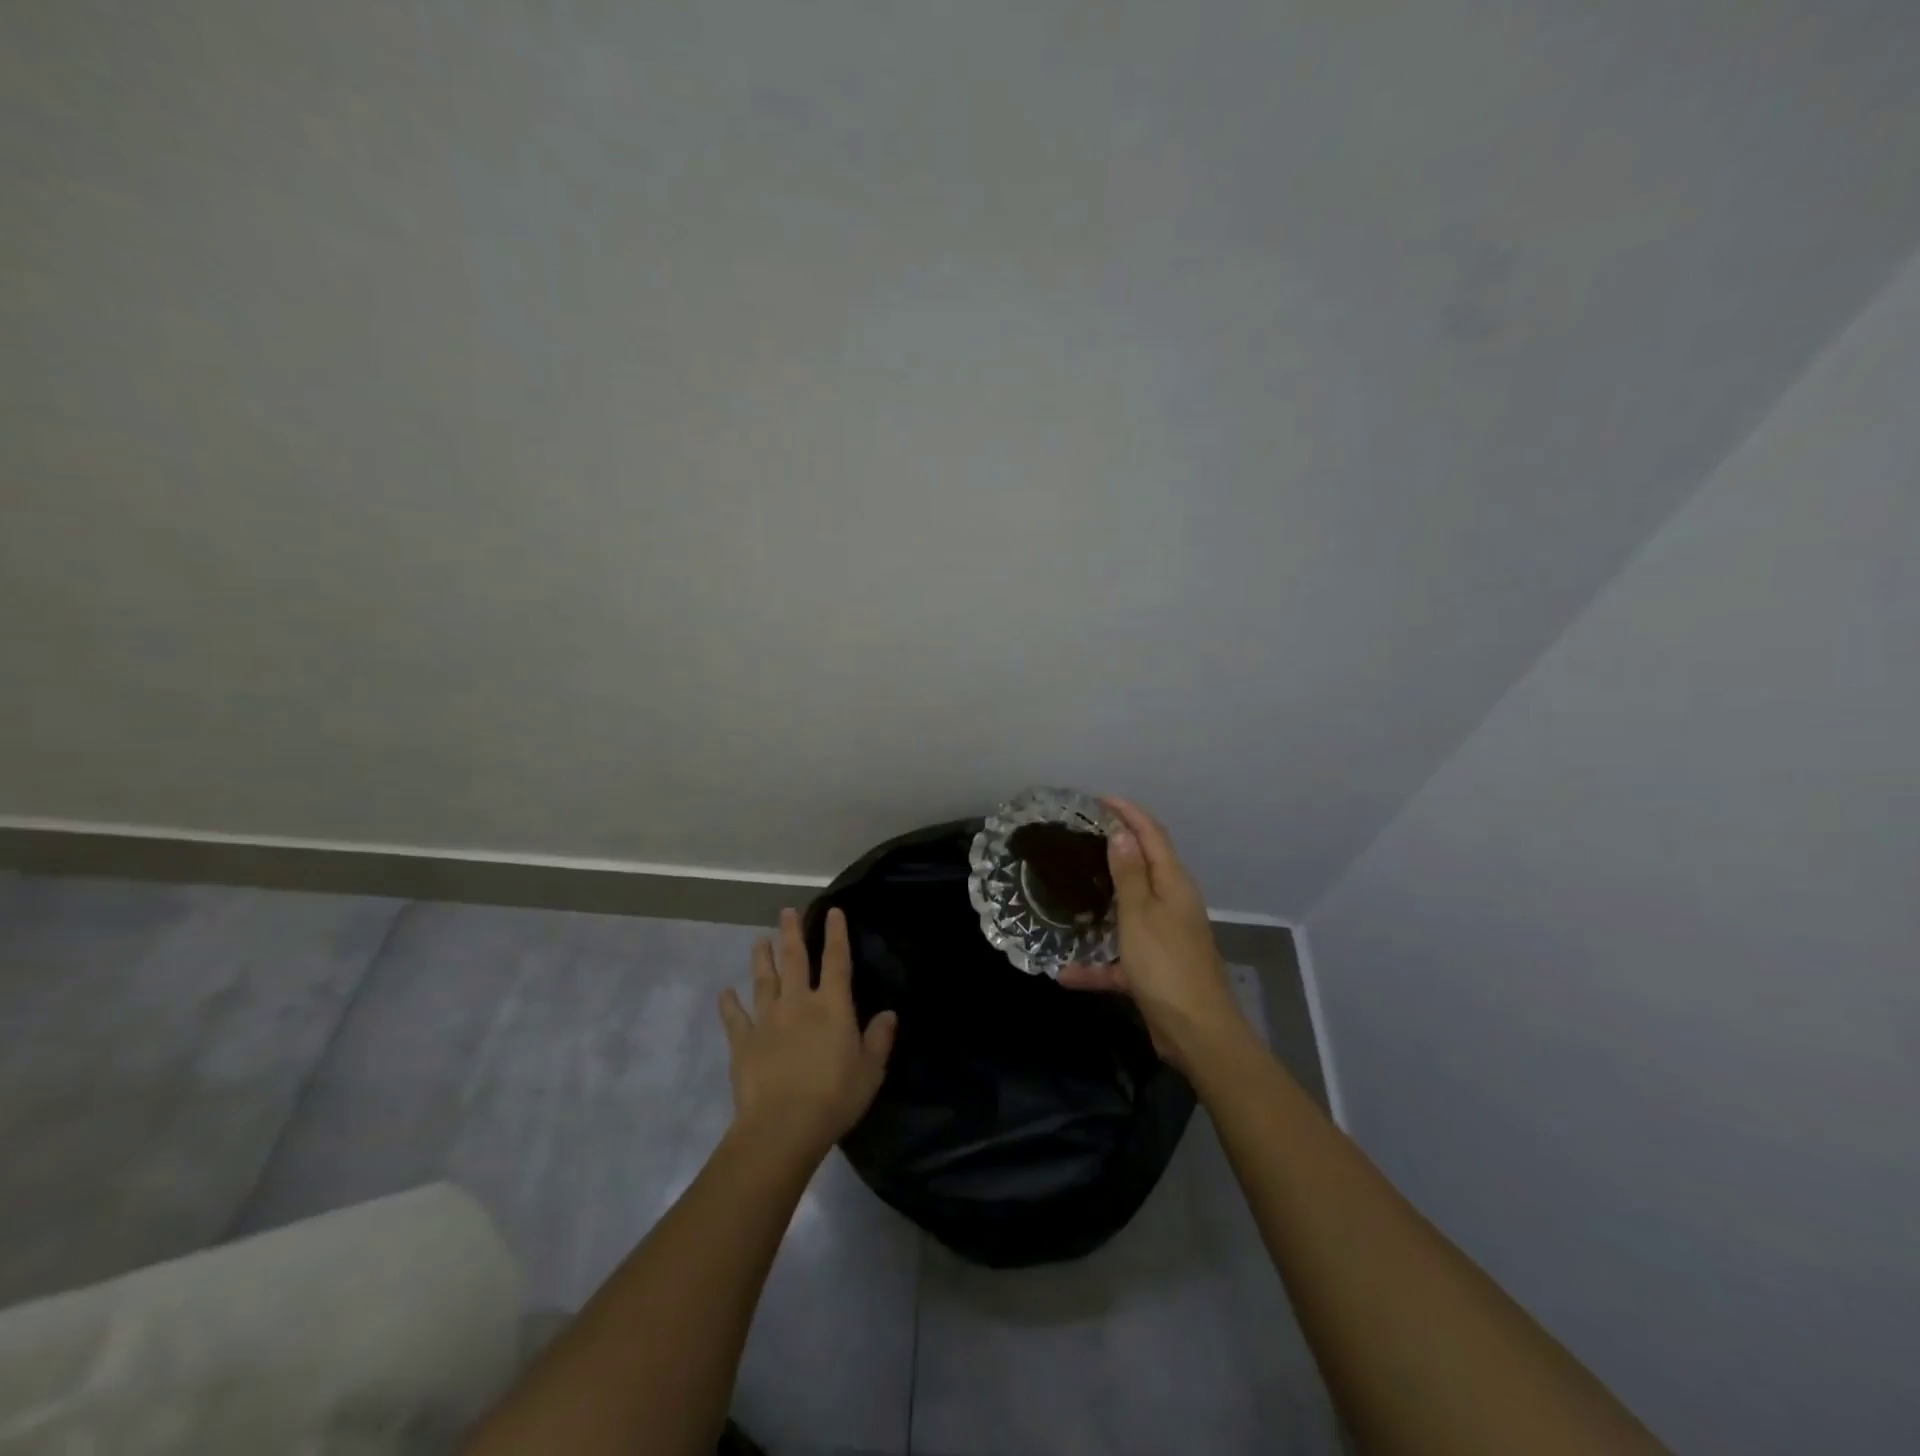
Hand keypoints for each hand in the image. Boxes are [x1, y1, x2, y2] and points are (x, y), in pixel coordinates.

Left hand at [718, 907, 897, 1158]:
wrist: (783, 1126)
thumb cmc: (835, 1097)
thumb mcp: (870, 1071)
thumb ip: (879, 1039)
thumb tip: (889, 1014)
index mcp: (832, 1006)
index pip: (837, 961)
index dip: (836, 934)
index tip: (832, 911)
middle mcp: (798, 1003)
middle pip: (795, 960)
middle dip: (792, 933)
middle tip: (787, 911)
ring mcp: (767, 1020)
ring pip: (764, 980)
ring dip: (762, 958)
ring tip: (759, 940)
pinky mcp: (743, 1042)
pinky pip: (735, 1017)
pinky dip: (729, 1003)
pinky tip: (725, 992)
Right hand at [1058, 797, 1249, 1073]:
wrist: (1197, 1032)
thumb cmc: (1165, 965)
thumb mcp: (1139, 914)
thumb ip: (1129, 873)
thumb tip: (1123, 831)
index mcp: (1173, 885)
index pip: (1152, 835)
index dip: (1129, 813)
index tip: (1100, 799)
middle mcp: (1173, 905)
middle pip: (1144, 867)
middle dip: (1117, 848)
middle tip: (1082, 837)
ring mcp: (1165, 937)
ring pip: (1130, 910)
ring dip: (1105, 900)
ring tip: (1072, 888)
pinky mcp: (1155, 969)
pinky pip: (1121, 958)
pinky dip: (1098, 962)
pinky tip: (1067, 973)